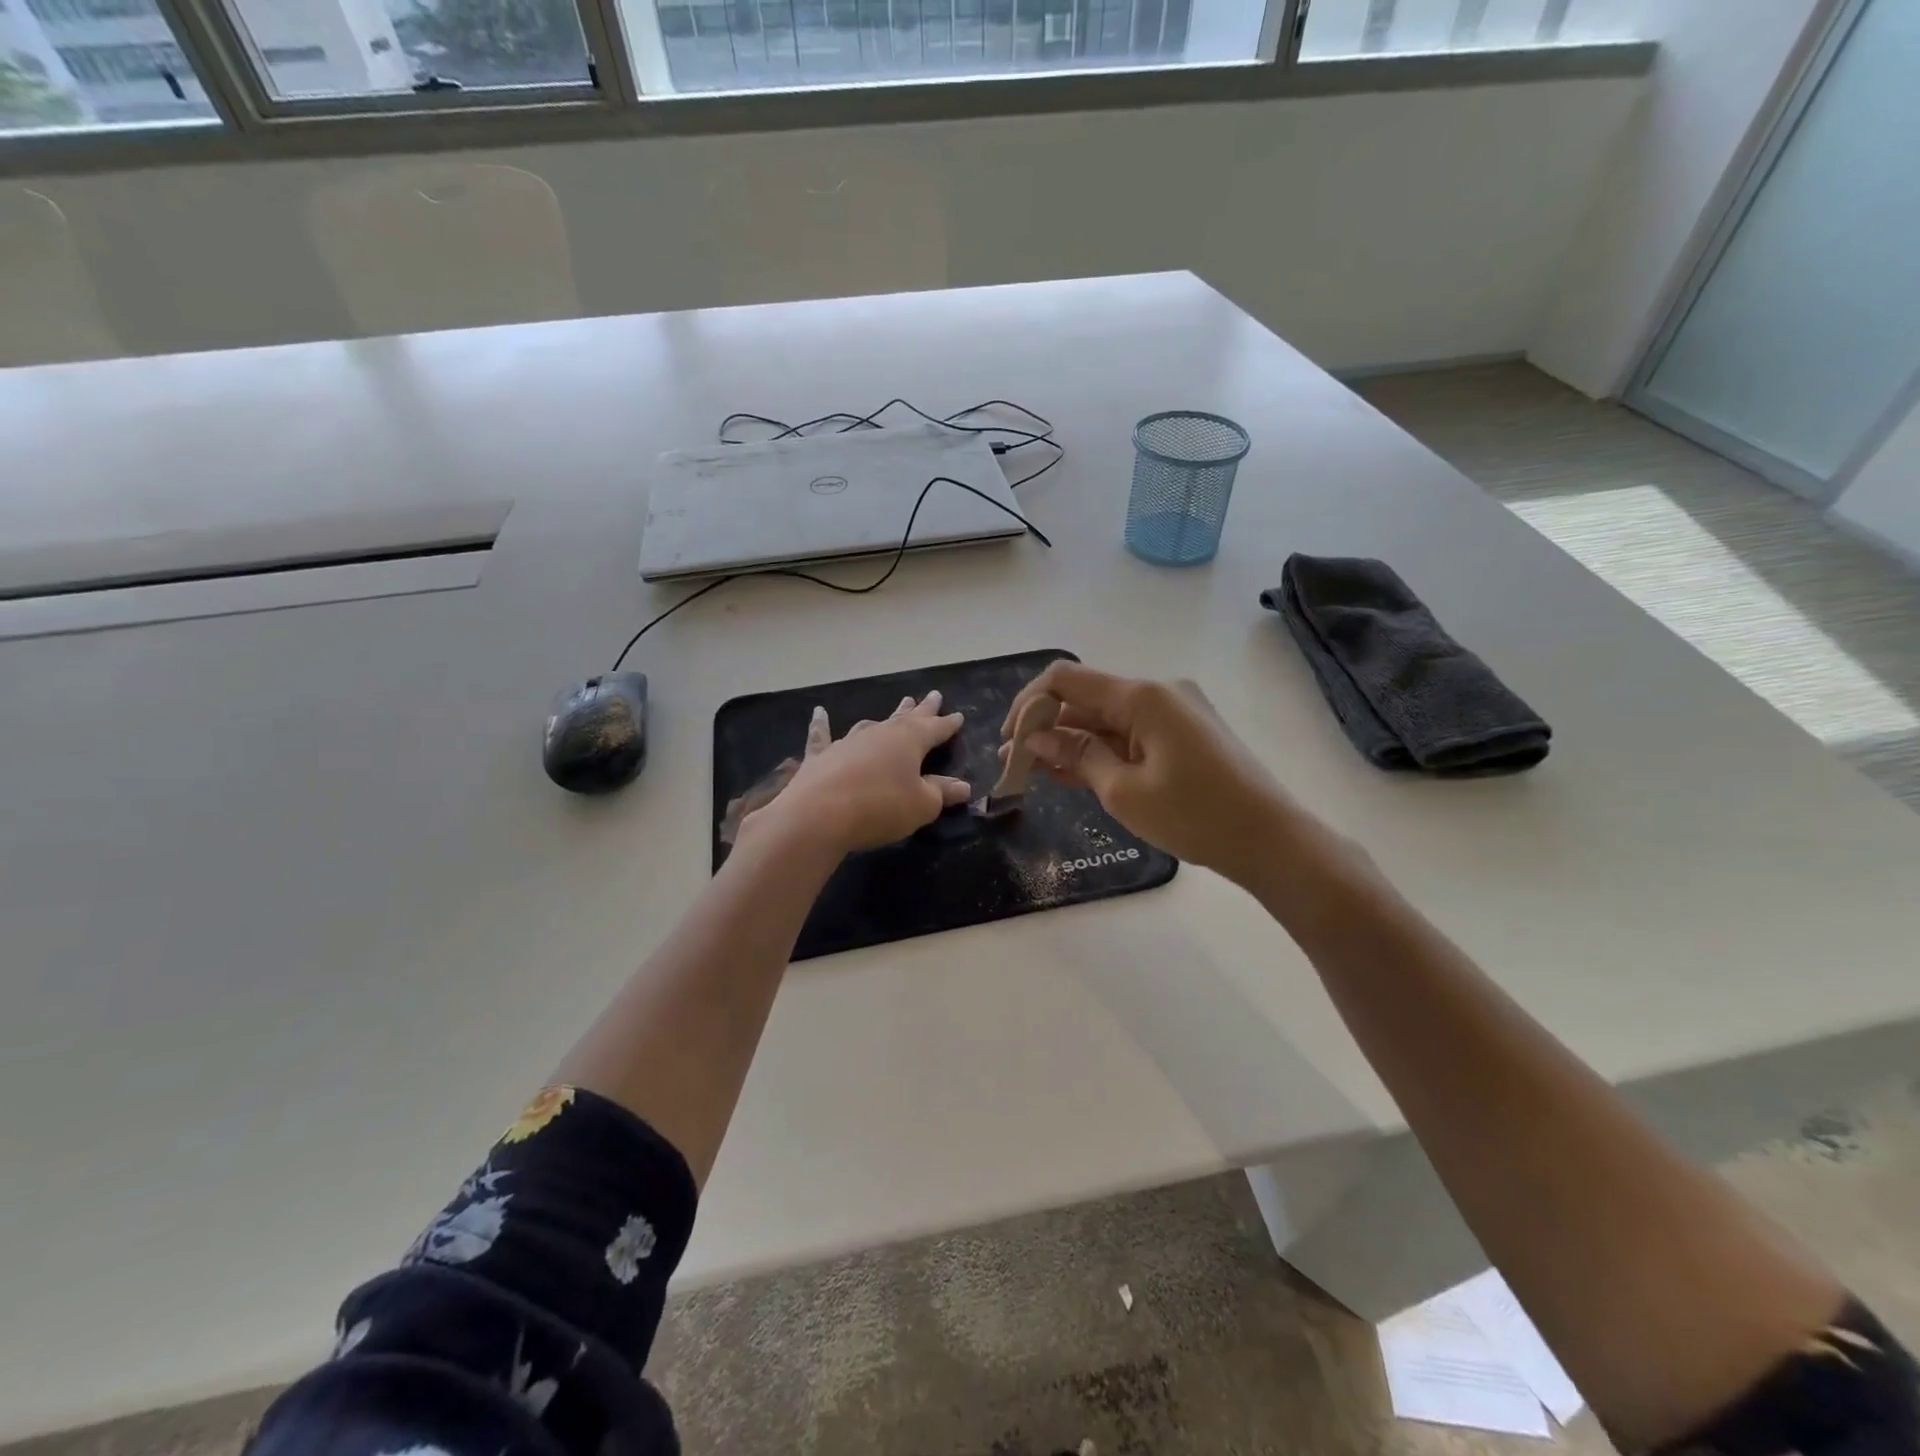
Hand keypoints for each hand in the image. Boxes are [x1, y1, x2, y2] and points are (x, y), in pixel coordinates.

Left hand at [743, 692, 970, 855]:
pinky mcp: (821, 756)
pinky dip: (821, 724)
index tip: (958, 716)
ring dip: (887, 716)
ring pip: (872, 724)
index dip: (948, 724)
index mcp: (910, 741)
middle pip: (906, 718)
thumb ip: (941, 793)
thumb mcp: (921, 805)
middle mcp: (880, 734)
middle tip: (933, 695)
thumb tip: (963, 786)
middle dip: (922, 709)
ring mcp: (848, 742)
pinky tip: (819, 712)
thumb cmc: (880, 807)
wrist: (818, 814)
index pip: (935, 729)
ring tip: (898, 707)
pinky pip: (822, 735)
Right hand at [1002, 662, 1291, 881]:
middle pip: (1086, 698)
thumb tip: (1036, 736)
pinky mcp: (1184, 733)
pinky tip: (1073, 771)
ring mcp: (1174, 712)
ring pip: (1106, 718)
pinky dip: (1101, 750)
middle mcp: (1158, 692)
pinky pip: (1130, 733)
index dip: (1029, 704)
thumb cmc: (1196, 815)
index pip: (1066, 680)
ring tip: (1036, 770)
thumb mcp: (1124, 791)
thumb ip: (1077, 755)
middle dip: (1046, 726)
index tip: (1009, 739)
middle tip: (1016, 764)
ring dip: (1071, 740)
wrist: (1272, 840)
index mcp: (1143, 696)